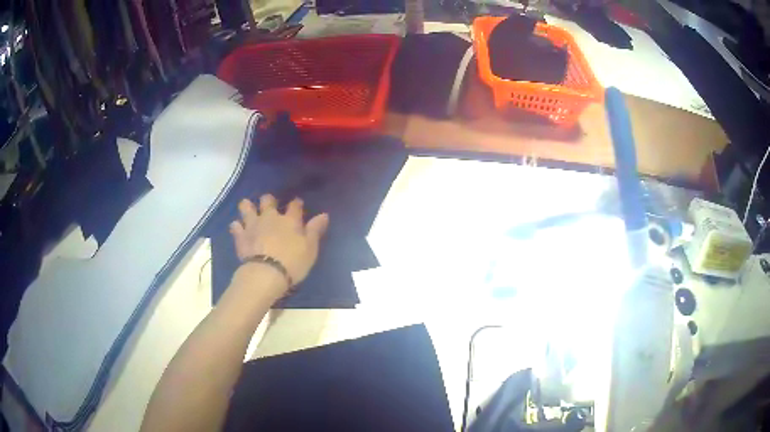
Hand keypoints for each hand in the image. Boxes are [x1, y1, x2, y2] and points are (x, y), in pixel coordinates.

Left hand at [229, 194, 328, 288]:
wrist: (266, 274)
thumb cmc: (293, 262)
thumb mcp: (310, 248)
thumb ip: (315, 230)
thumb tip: (324, 214)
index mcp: (289, 220)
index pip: (294, 205)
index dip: (296, 203)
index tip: (297, 204)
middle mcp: (270, 217)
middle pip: (267, 200)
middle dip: (268, 200)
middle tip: (270, 205)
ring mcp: (253, 225)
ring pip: (246, 207)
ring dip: (248, 207)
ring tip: (249, 209)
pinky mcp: (241, 236)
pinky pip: (235, 226)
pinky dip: (237, 226)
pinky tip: (238, 228)